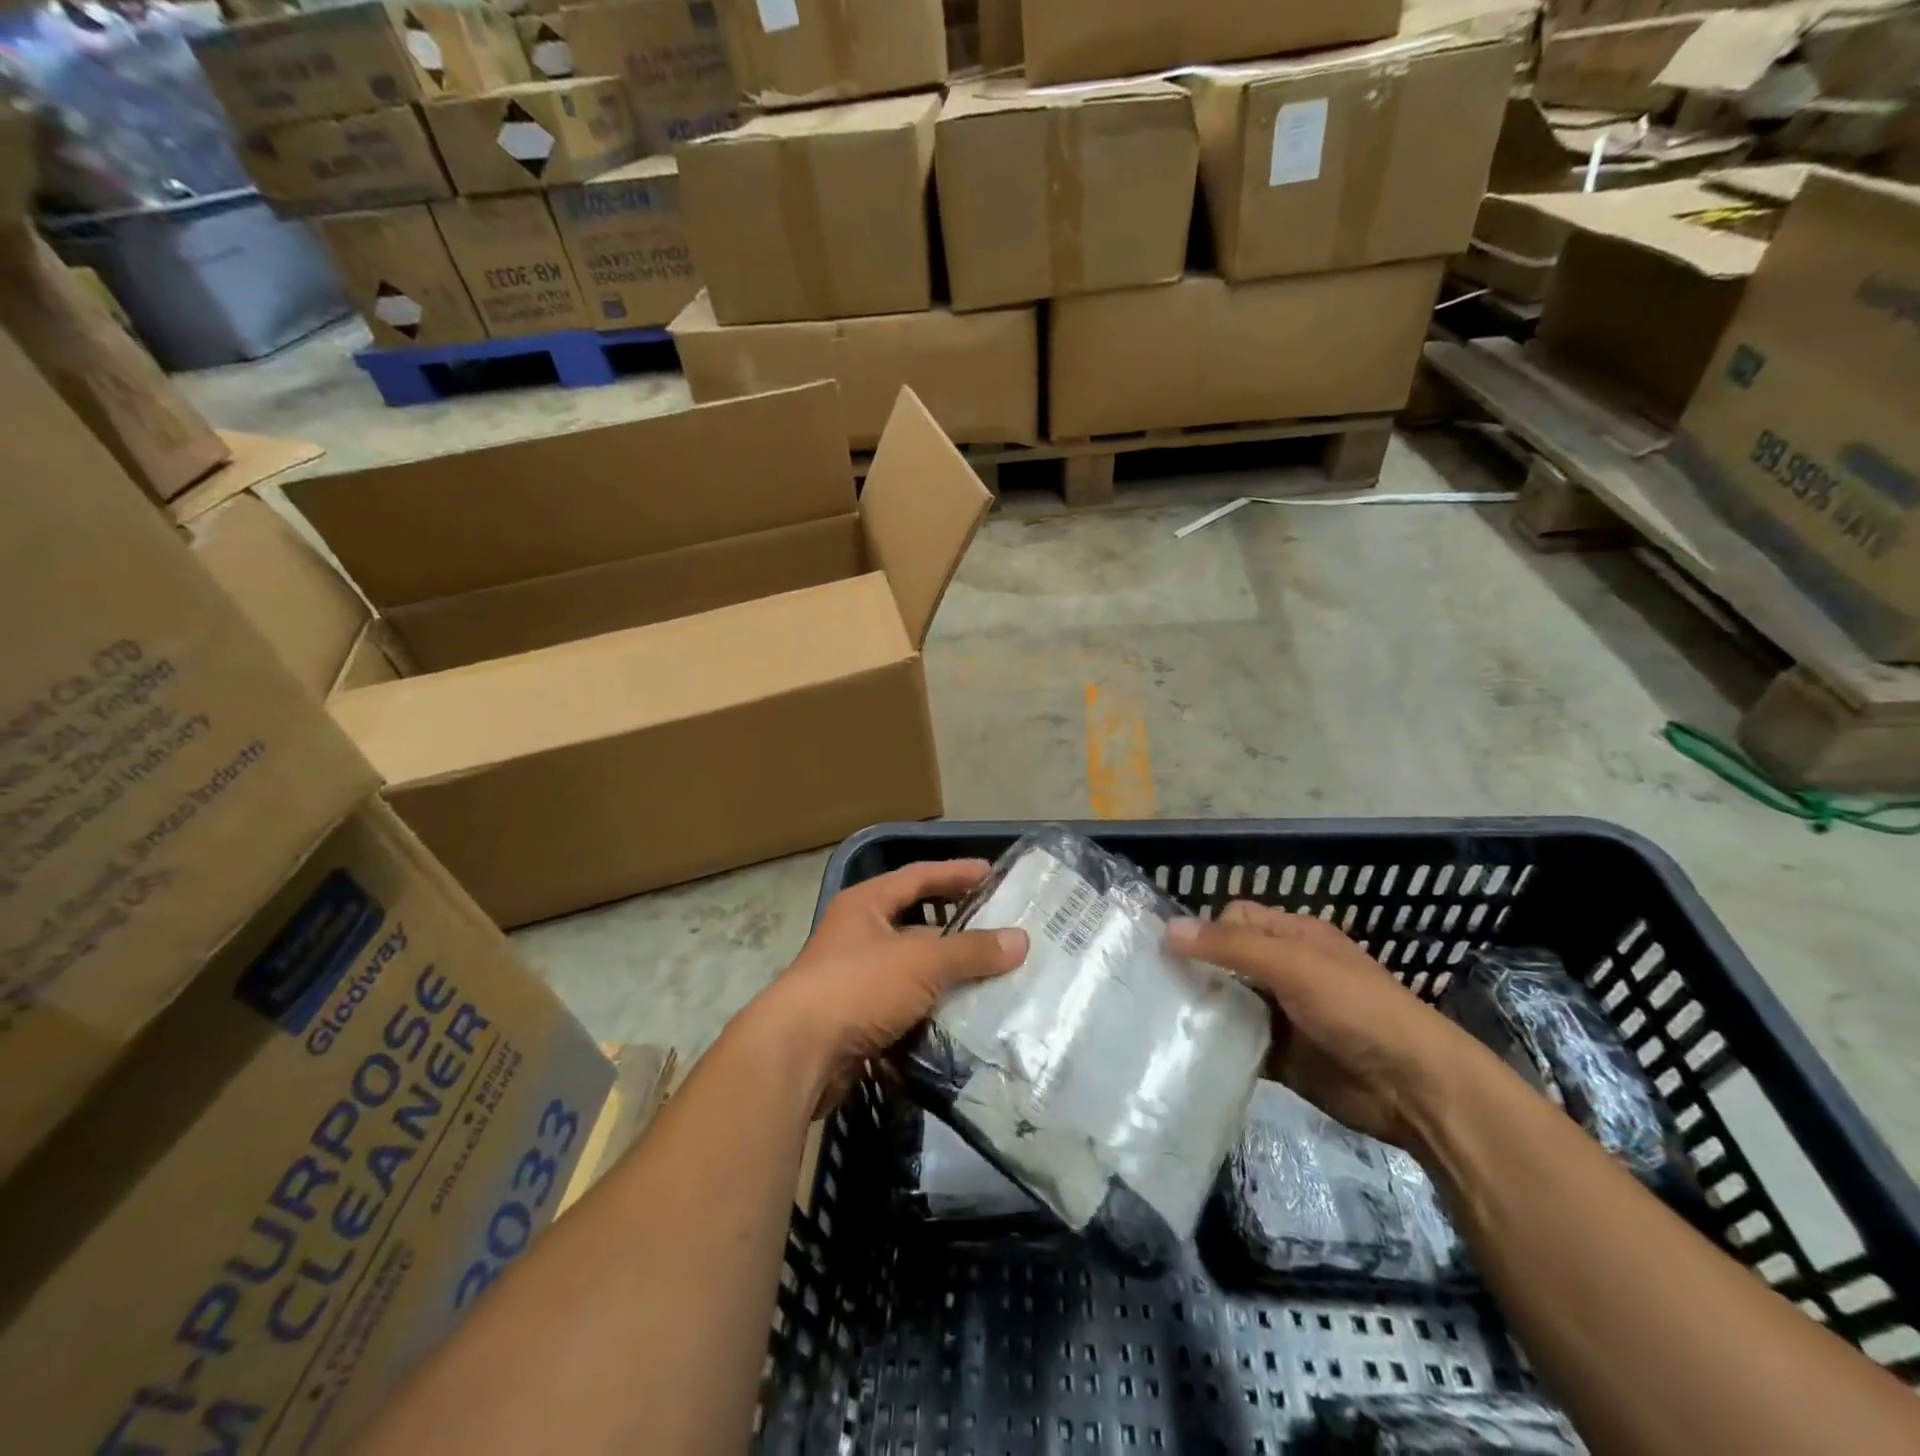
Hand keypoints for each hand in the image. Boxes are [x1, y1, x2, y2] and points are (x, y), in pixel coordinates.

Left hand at [756, 860, 1028, 1107]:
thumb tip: (1021, 940)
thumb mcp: (921, 962)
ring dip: (947, 975)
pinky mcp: (856, 1019)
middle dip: (957, 930)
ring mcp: (853, 979)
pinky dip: (932, 1010)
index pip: (918, 877)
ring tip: (994, 978)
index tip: (993, 874)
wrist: (796, 1055)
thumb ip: (971, 951)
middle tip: (1000, 932)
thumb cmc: (857, 987)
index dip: (955, 873)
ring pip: (912, 970)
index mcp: (865, 905)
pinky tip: (964, 1018)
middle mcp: (857, 935)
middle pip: (916, 924)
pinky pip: (904, 1006)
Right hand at [1168, 902, 1483, 1150]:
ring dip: (1202, 1010)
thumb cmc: (1356, 1009)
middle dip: (1194, 971)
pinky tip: (1186, 1052)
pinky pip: (1239, 1044)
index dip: (1204, 931)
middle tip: (1149, 987)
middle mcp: (1285, 970)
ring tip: (1157, 1020)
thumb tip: (1167, 929)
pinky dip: (1217, 1047)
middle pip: (1226, 962)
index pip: (1234, 919)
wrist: (1415, 1088)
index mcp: (1293, 937)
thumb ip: (1230, 947)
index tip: (1167, 954)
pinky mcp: (1282, 1056)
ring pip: (1229, 1003)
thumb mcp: (1292, 965)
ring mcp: (1283, 1014)